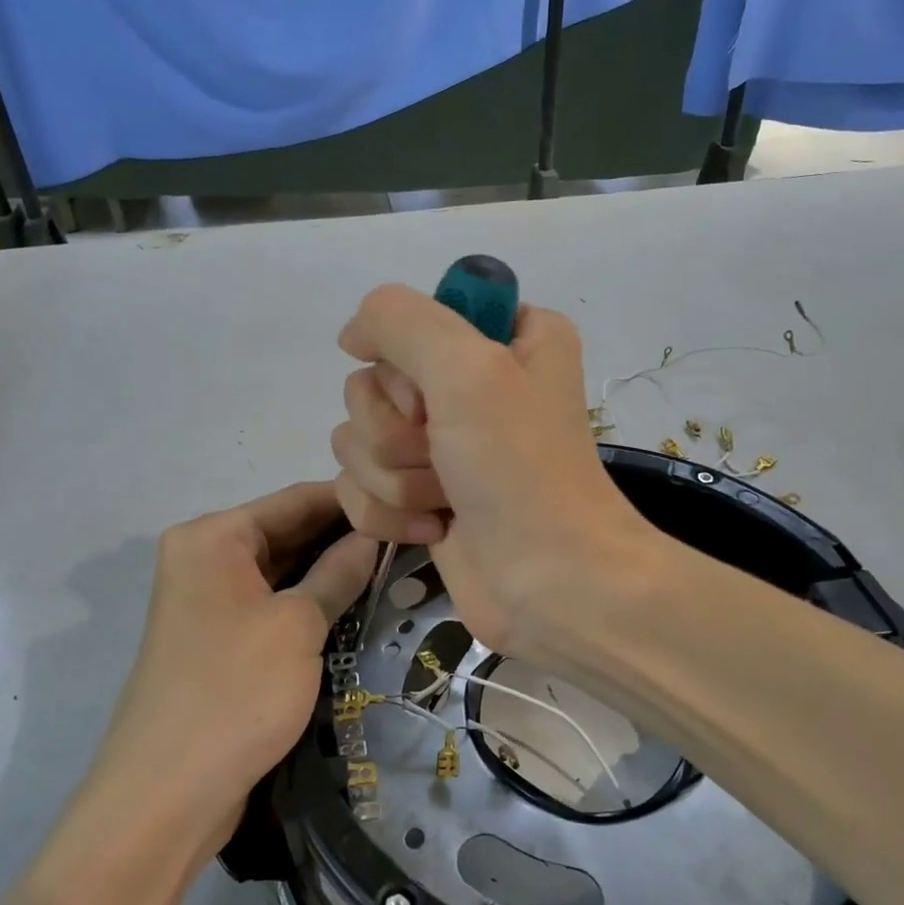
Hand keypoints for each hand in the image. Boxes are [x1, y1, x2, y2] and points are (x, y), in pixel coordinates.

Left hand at [94, 483, 375, 847]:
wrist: (166, 796)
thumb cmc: (235, 692)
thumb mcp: (298, 625)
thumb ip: (339, 571)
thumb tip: (375, 532)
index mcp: (213, 537)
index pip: (295, 499)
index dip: (353, 499)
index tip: (408, 500)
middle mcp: (206, 557)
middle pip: (288, 531)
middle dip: (346, 535)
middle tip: (412, 535)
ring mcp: (211, 600)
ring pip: (284, 570)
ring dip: (332, 569)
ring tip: (397, 562)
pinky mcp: (221, 639)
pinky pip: (273, 603)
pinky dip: (311, 600)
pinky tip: (358, 600)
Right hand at [331, 285, 651, 661]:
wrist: (551, 585)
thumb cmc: (521, 470)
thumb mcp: (468, 368)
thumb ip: (400, 320)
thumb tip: (351, 336)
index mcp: (504, 336)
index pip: (408, 319)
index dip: (405, 362)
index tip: (431, 396)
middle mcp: (472, 383)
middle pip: (371, 384)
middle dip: (395, 431)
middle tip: (444, 455)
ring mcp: (443, 443)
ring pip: (357, 438)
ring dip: (394, 477)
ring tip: (446, 499)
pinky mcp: (421, 494)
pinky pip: (359, 486)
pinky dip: (390, 513)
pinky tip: (435, 528)